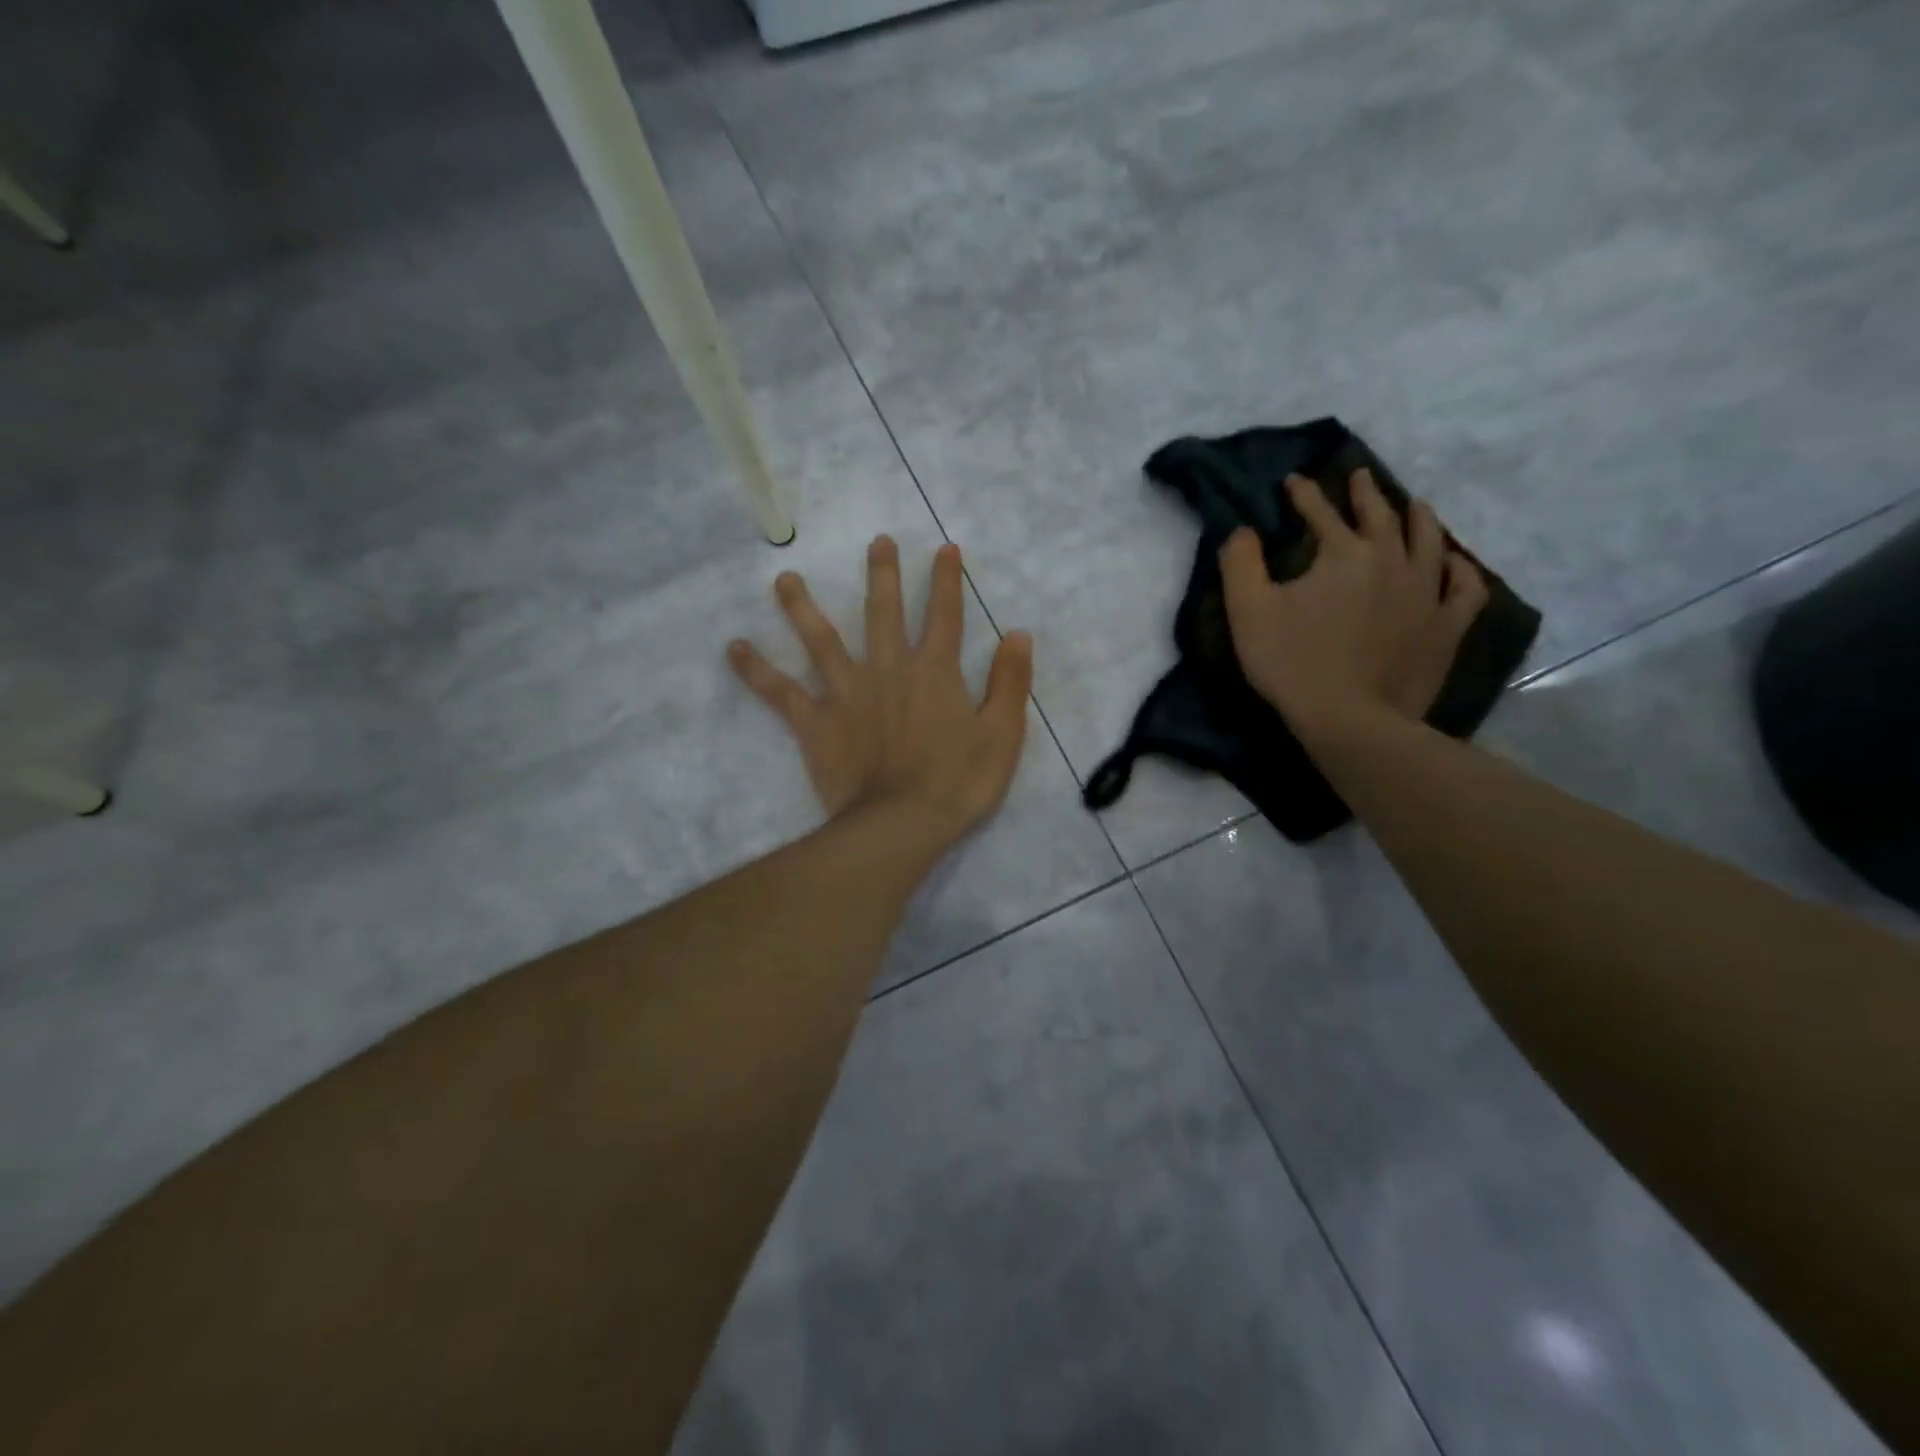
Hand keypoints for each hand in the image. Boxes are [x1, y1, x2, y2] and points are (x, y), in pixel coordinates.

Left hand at [728, 536, 1033, 842]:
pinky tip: (733, 648)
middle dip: (883, 575)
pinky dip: (755, 670)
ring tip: (784, 579)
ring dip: (803, 607)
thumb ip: (1010, 681)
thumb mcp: (1003, 734)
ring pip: (821, 640)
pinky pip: (780, 692)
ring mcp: (847, 693)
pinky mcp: (816, 721)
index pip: (944, 614)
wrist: (903, 824)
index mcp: (935, 671)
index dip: (946, 580)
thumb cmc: (958, 783)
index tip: (944, 548)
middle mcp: (888, 669)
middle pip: (883, 612)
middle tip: (877, 542)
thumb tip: (1018, 633)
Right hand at [1220, 470, 1487, 733]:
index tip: (1293, 481)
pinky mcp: (1446, 626)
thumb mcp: (1248, 611)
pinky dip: (1461, 570)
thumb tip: (1242, 530)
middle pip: (1381, 515)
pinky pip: (1465, 588)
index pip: (1321, 512)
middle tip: (1359, 476)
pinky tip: (1455, 564)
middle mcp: (1392, 560)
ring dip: (1419, 517)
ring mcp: (1427, 592)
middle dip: (1365, 493)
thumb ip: (1240, 563)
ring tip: (1415, 505)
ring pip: (1429, 540)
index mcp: (1344, 553)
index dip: (1304, 495)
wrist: (1350, 718)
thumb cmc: (1292, 662)